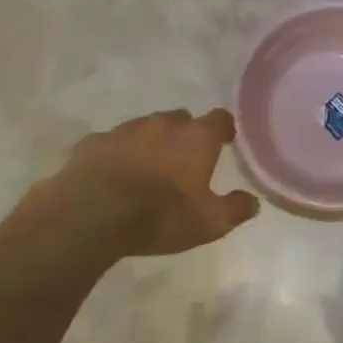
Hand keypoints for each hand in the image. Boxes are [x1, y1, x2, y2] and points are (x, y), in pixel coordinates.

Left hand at [39, 109, 258, 258]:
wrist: (89, 216)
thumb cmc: (159, 216)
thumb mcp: (208, 223)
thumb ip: (235, 209)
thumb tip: (253, 201)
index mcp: (196, 138)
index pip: (219, 119)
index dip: (224, 129)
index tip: (225, 142)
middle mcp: (163, 125)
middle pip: (181, 119)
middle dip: (185, 135)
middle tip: (184, 160)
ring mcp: (125, 130)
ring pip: (145, 128)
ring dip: (150, 142)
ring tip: (147, 169)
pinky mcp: (92, 143)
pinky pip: (111, 143)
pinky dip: (116, 154)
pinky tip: (112, 175)